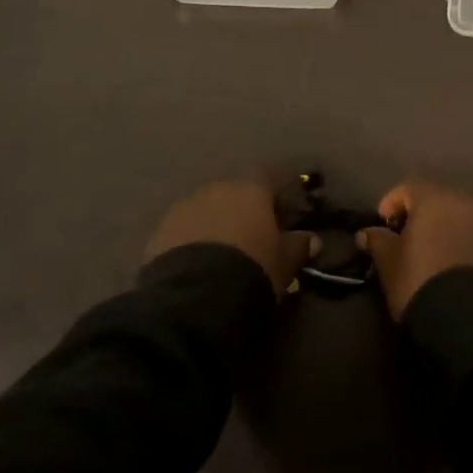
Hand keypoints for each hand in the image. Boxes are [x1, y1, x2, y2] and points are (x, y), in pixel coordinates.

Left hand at [144, 180, 317, 295]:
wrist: (195, 295)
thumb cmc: (252, 269)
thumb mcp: (284, 263)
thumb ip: (298, 247)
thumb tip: (313, 239)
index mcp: (250, 190)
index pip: (268, 176)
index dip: (276, 192)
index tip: (281, 212)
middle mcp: (216, 189)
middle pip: (234, 192)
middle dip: (241, 210)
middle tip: (250, 236)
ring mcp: (184, 207)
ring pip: (205, 209)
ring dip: (214, 223)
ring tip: (220, 253)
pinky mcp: (160, 230)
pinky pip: (182, 229)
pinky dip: (191, 240)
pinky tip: (196, 264)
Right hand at [358, 180, 472, 319]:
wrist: (466, 316)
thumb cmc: (419, 278)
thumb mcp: (388, 260)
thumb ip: (377, 240)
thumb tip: (366, 233)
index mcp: (434, 198)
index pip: (407, 188)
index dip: (390, 204)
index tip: (382, 227)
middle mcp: (463, 201)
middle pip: (435, 199)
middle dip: (418, 214)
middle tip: (404, 239)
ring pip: (456, 216)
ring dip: (441, 227)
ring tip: (427, 252)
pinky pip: (471, 234)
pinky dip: (458, 241)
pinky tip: (447, 262)